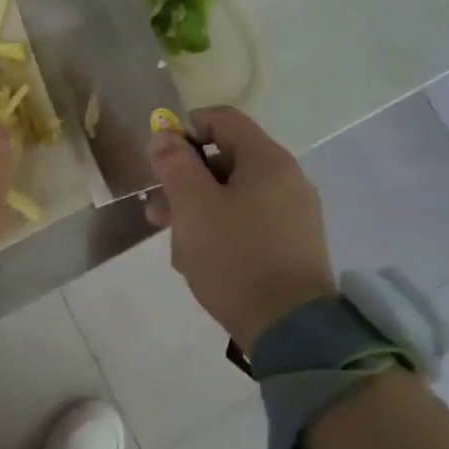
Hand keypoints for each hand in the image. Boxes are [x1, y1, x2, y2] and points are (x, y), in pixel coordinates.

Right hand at [144, 107, 335, 350]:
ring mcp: (292, 214)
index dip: (185, 129)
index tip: (159, 159)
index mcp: (267, 160)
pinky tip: (200, 259)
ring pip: (232, 195)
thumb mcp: (192, 206)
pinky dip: (219, 230)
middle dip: (184, 180)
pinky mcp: (291, 245)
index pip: (222, 119)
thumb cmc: (235, 256)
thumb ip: (174, 164)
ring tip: (173, 244)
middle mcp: (286, 179)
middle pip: (225, 159)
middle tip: (156, 210)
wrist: (290, 329)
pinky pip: (247, 222)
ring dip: (196, 210)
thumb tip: (164, 135)